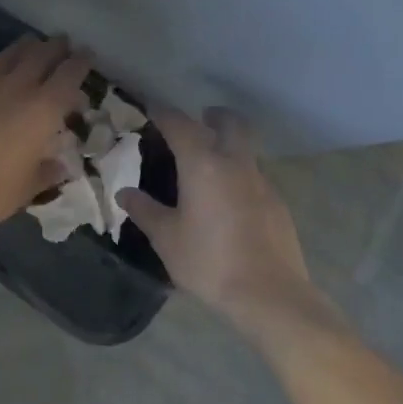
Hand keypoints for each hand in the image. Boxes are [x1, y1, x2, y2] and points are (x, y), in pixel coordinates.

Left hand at [0, 36, 92, 234]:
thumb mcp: (27, 190)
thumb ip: (46, 173)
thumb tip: (60, 167)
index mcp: (43, 110)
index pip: (69, 75)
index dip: (81, 62)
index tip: (88, 55)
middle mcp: (17, 87)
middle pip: (41, 55)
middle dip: (55, 47)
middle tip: (63, 43)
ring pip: (9, 54)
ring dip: (24, 46)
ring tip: (31, 43)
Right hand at [117, 107, 343, 340]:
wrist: (270, 294)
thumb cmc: (209, 261)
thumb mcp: (166, 238)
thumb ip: (145, 211)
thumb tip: (124, 193)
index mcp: (203, 164)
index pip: (180, 124)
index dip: (163, 113)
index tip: (152, 108)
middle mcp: (235, 163)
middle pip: (230, 123)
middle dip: (214, 116)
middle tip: (199, 121)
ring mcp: (262, 182)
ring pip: (246, 149)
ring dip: (230, 145)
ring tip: (210, 166)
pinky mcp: (278, 204)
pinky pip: (256, 176)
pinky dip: (241, 175)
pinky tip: (230, 200)